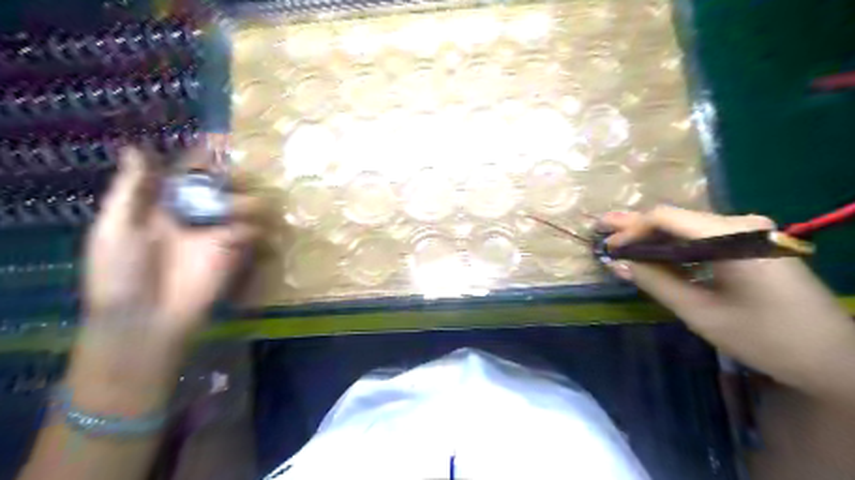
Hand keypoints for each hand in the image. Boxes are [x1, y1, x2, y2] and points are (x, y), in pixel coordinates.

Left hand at [86, 146, 262, 340]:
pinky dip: (252, 228)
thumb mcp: (115, 228)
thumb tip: (137, 147)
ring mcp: (218, 233)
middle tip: (231, 179)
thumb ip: (132, 190)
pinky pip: (253, 231)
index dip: (203, 156)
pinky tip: (240, 232)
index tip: (220, 140)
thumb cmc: (121, 273)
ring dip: (244, 202)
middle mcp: (196, 214)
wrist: (145, 318)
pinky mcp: (235, 252)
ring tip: (232, 210)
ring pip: (244, 205)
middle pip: (223, 185)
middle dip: (231, 178)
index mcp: (165, 204)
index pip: (189, 173)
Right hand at [597, 204, 853, 402]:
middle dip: (635, 226)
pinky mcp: (750, 243)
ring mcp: (749, 232)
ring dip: (651, 234)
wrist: (833, 359)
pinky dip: (672, 244)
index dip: (630, 230)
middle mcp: (741, 224)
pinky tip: (650, 248)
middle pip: (675, 218)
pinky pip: (700, 237)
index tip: (607, 248)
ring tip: (616, 237)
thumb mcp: (701, 313)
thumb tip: (617, 263)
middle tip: (599, 228)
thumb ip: (656, 282)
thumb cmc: (766, 338)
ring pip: (685, 226)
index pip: (666, 218)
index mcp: (734, 238)